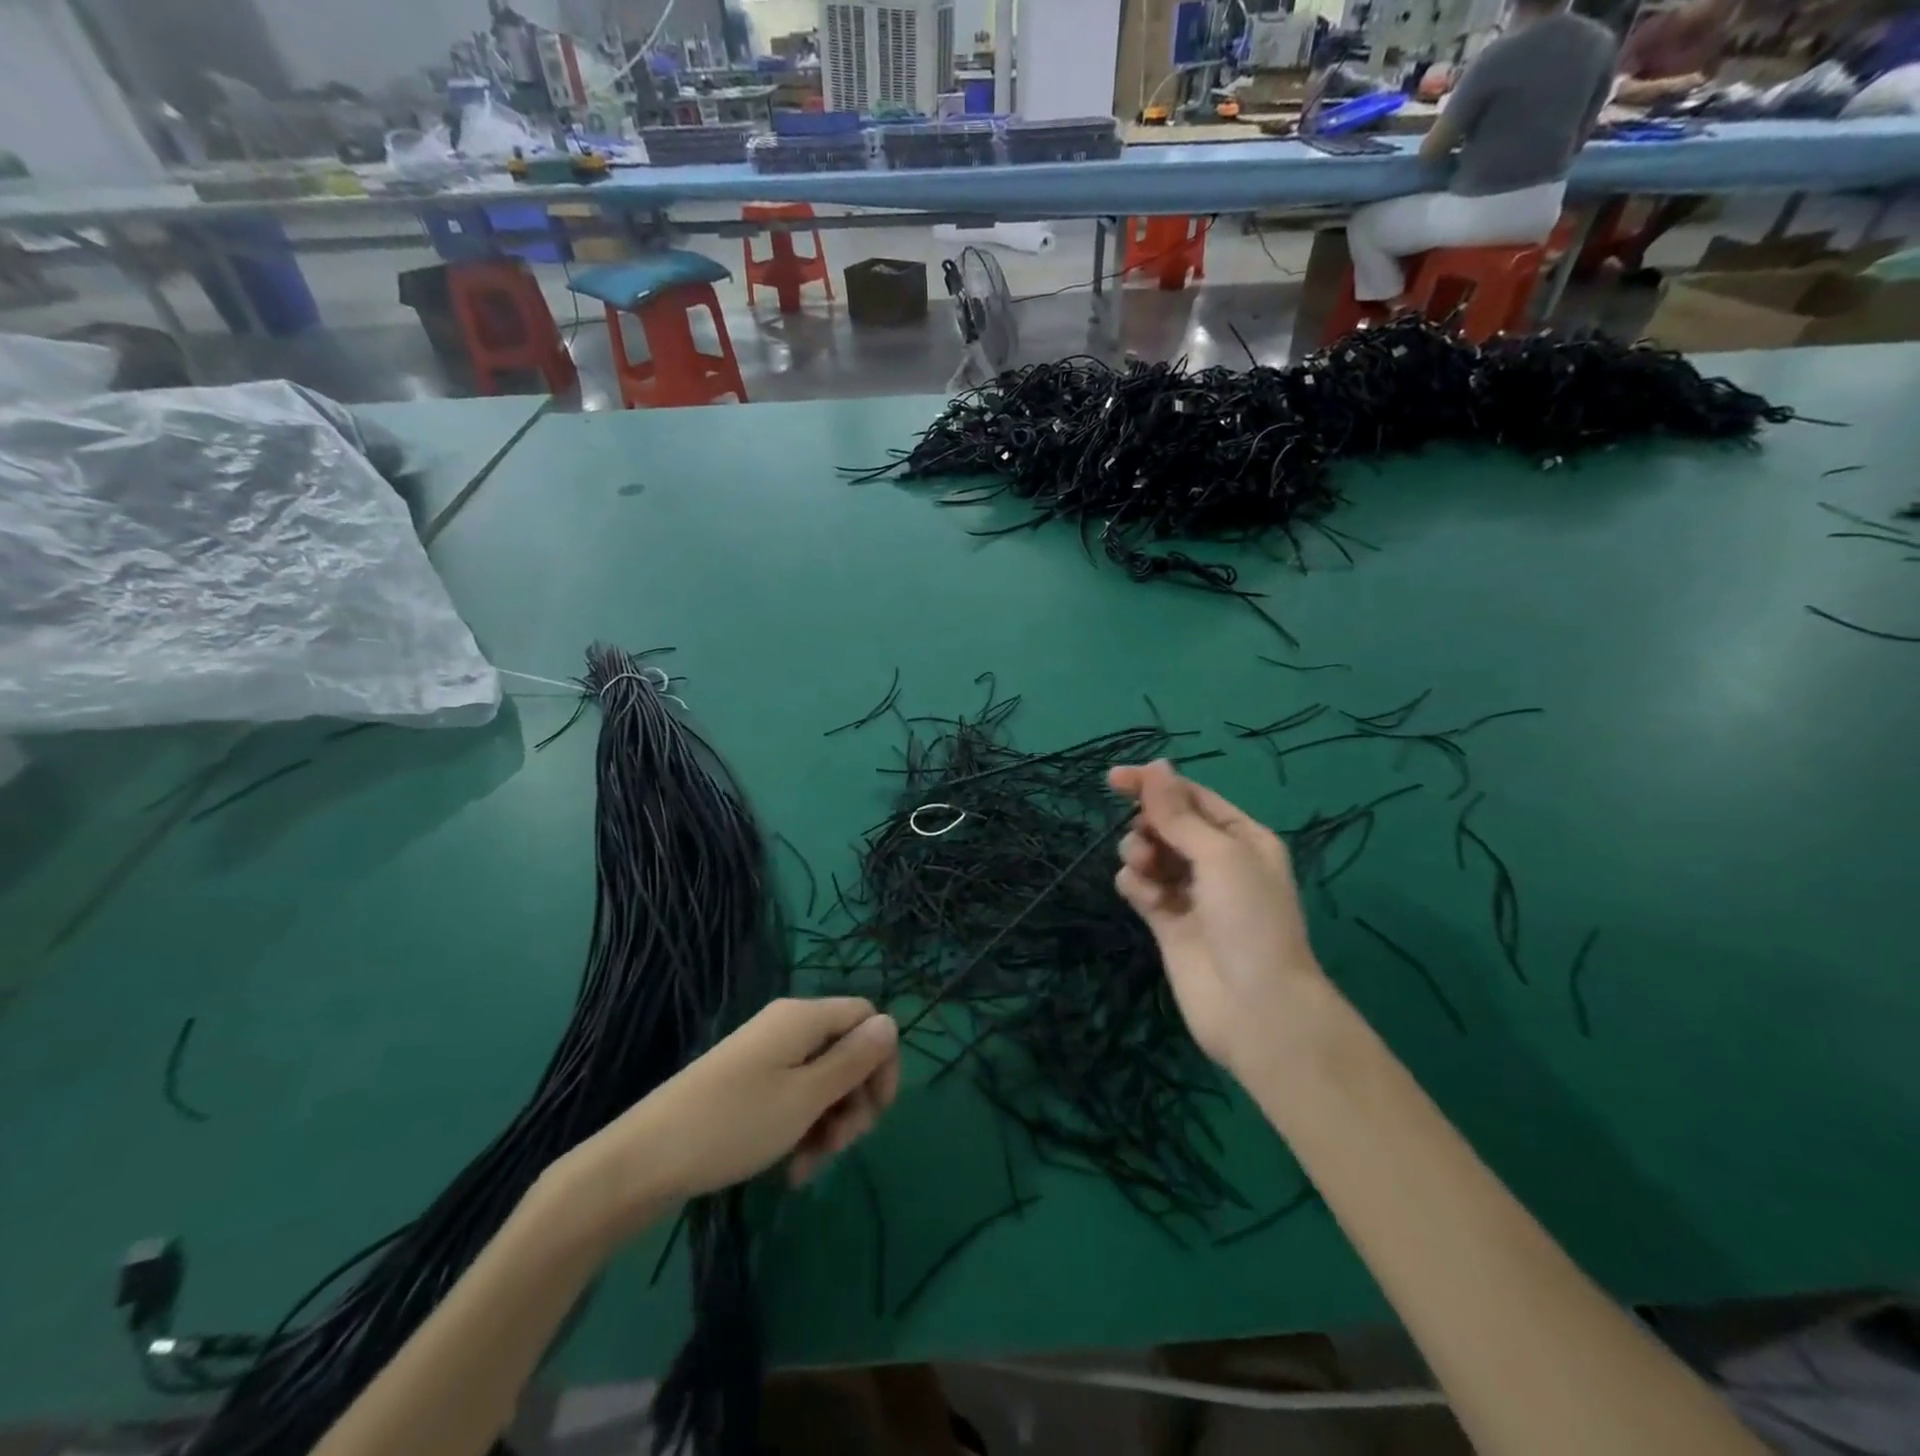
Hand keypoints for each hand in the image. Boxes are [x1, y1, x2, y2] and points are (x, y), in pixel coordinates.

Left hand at [562, 998, 899, 1242]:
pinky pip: (793, 1096)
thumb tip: (891, 1023)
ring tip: (808, 1167)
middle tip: (841, 1146)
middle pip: (846, 1051)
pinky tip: (791, 1170)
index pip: (867, 1017)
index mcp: (804, 1018)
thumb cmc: (734, 1124)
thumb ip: (853, 1061)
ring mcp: (765, 1056)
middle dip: (853, 1100)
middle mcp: (787, 1027)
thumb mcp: (806, 1098)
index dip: (881, 1060)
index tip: (877, 1111)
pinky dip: (801, 1129)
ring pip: (821, 1080)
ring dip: (828, 1123)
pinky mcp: (748, 1084)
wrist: (644, 1160)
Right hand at [1109, 761, 1326, 1076]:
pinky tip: (1143, 898)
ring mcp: (1190, 893)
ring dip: (1139, 853)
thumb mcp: (1219, 854)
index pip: (1191, 797)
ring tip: (1145, 871)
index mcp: (1241, 838)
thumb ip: (1179, 813)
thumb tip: (1155, 766)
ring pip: (1149, 853)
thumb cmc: (1249, 919)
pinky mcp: (1167, 921)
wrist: (1255, 1007)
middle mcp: (1216, 861)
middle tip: (1147, 841)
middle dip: (1148, 825)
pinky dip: (1136, 885)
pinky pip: (1140, 887)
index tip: (1113, 779)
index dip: (1154, 784)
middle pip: (1166, 824)